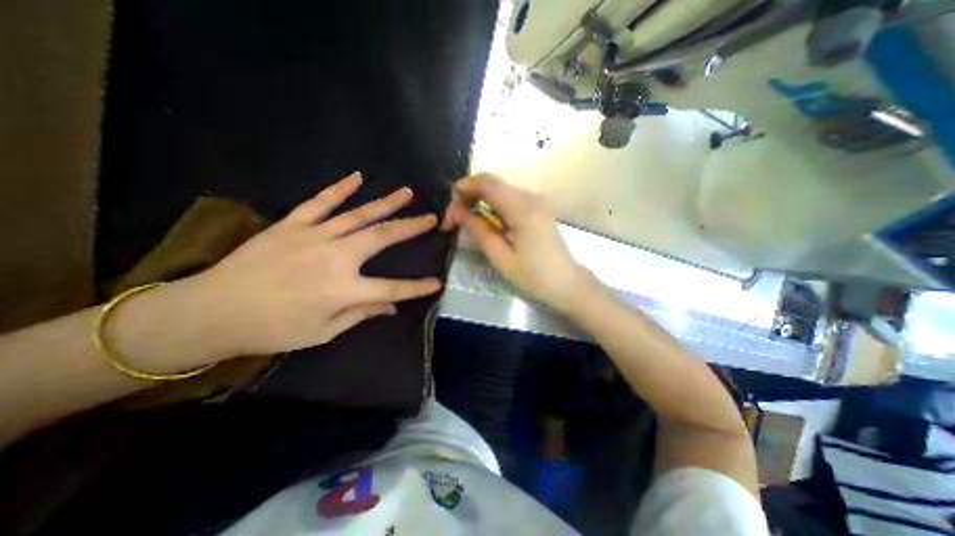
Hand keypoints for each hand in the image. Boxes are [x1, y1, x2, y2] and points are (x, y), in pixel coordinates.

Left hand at [195, 172, 447, 355]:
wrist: (211, 311)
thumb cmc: (273, 329)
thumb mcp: (323, 332)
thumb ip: (360, 315)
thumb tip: (390, 307)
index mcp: (344, 290)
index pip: (393, 289)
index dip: (417, 287)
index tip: (437, 283)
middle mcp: (336, 258)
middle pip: (383, 237)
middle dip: (411, 227)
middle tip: (431, 217)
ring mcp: (314, 236)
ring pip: (359, 214)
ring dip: (386, 203)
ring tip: (406, 193)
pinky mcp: (292, 224)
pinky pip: (321, 202)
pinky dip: (340, 188)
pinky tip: (357, 177)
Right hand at [443, 171, 593, 314]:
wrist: (567, 283)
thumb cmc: (534, 277)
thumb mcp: (501, 257)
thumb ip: (478, 230)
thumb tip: (457, 211)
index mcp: (522, 209)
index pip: (486, 182)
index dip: (462, 190)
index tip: (450, 213)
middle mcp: (531, 196)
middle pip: (491, 183)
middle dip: (468, 196)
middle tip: (454, 221)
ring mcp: (536, 200)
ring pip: (498, 189)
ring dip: (478, 201)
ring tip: (467, 223)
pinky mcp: (537, 207)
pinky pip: (508, 198)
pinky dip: (491, 205)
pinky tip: (486, 222)